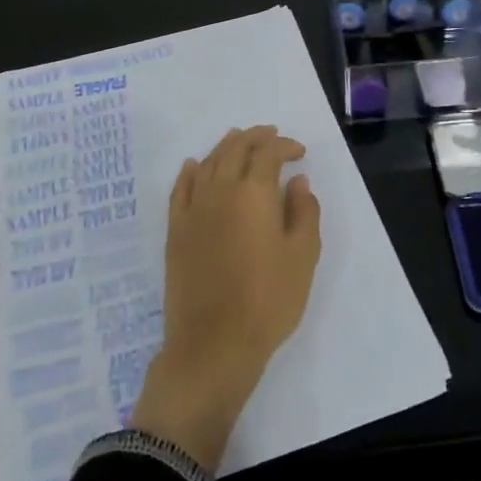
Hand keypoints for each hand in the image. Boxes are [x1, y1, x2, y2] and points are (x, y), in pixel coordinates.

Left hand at [131, 126, 321, 469]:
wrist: (214, 344)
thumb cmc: (268, 300)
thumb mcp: (303, 256)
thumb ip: (304, 211)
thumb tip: (297, 182)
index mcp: (254, 193)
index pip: (268, 153)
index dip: (285, 146)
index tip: (300, 153)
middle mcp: (220, 191)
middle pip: (235, 148)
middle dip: (255, 137)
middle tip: (271, 135)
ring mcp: (193, 210)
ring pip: (208, 163)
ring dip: (226, 146)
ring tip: (239, 140)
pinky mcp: (176, 231)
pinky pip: (181, 189)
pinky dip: (190, 171)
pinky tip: (194, 166)